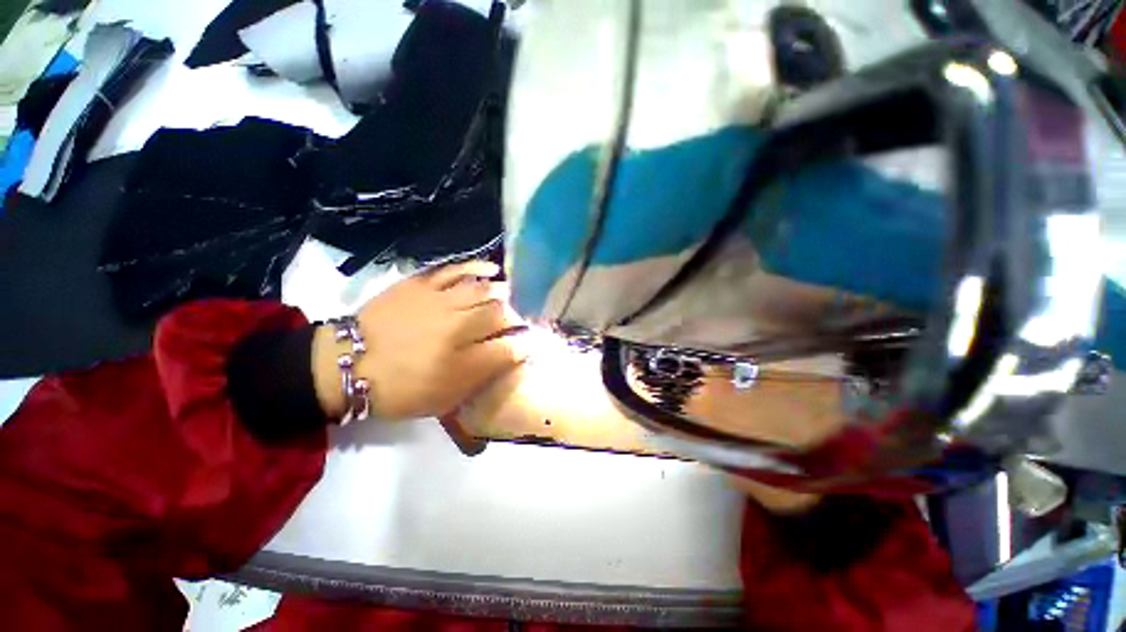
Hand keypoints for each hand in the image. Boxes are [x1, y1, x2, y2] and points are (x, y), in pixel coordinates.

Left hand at [313, 261, 527, 420]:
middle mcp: (456, 328)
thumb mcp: (445, 398)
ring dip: (502, 293)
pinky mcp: (422, 285)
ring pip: (483, 291)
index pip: (506, 349)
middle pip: (499, 316)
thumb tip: (513, 355)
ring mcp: (439, 302)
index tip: (527, 345)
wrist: (348, 364)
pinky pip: (455, 271)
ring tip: (509, 294)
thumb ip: (481, 376)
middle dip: (514, 318)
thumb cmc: (400, 388)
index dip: (522, 346)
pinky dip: (477, 268)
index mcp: (461, 362)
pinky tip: (491, 269)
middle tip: (515, 322)